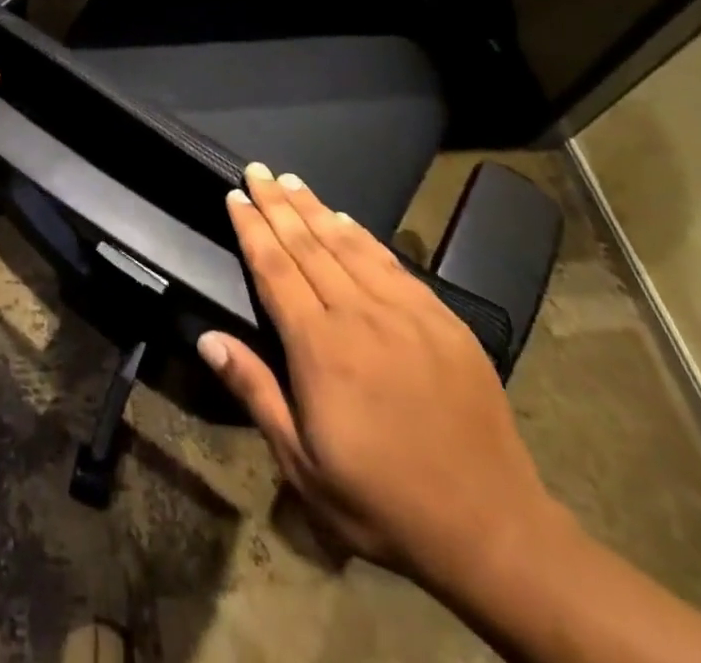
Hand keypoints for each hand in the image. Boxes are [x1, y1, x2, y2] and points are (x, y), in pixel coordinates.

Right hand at [197, 164, 571, 595]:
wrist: (493, 530)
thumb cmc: (382, 502)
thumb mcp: (302, 464)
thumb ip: (255, 392)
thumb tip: (206, 337)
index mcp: (320, 348)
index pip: (274, 269)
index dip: (251, 228)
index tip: (234, 196)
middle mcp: (360, 316)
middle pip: (307, 245)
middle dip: (277, 204)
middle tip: (256, 170)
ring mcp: (407, 314)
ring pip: (349, 244)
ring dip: (315, 208)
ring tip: (290, 180)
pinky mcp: (443, 321)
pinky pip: (393, 263)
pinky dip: (363, 235)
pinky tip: (346, 219)